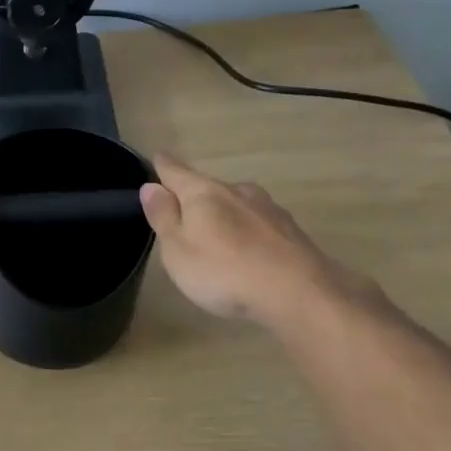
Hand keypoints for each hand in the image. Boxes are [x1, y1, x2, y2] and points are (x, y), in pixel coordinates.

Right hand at [138, 152, 380, 328]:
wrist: (299, 293)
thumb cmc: (224, 272)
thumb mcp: (178, 250)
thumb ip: (163, 217)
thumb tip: (151, 186)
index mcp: (204, 193)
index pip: (176, 171)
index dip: (163, 165)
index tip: (157, 157)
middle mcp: (237, 191)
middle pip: (208, 187)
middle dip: (194, 197)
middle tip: (182, 215)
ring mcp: (268, 209)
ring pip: (237, 204)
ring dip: (224, 215)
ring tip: (216, 237)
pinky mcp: (291, 231)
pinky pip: (259, 224)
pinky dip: (248, 232)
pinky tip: (248, 252)